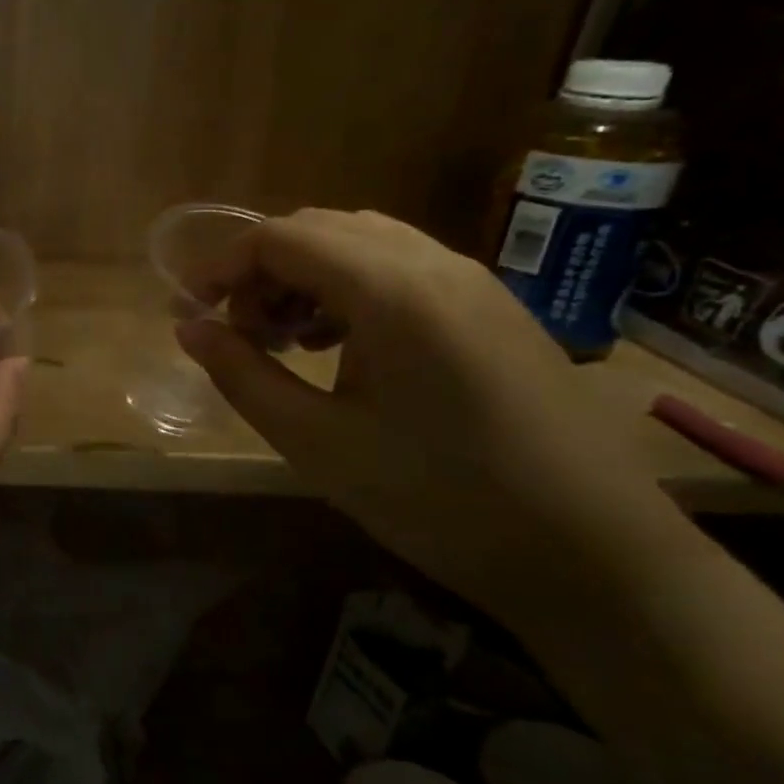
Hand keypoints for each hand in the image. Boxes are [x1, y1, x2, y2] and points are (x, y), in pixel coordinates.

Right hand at [176, 209, 675, 625]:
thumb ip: (242, 374)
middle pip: (319, 229)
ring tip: (283, 341)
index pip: (280, 238)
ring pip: (361, 244)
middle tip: (236, 333)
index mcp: (391, 290)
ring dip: (303, 277)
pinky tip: (339, 346)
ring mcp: (472, 282)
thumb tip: (189, 327)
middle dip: (260, 270)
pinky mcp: (492, 308)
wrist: (595, 554)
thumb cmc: (438, 499)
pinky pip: (401, 268)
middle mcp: (434, 264)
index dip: (221, 266)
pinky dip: (348, 288)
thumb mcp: (315, 442)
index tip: (190, 311)